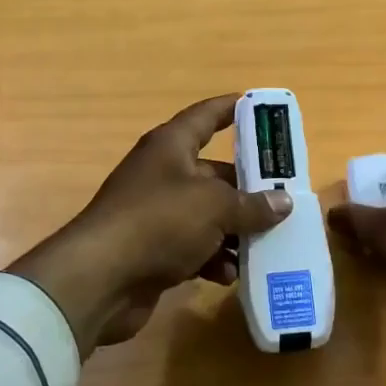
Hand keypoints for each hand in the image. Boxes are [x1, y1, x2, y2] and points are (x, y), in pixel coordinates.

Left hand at [8, 94, 293, 357]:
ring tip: (265, 245)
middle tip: (285, 200)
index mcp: (171, 146)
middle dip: (248, 190)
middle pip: (215, 174)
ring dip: (235, 231)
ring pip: (208, 215)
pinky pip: (194, 247)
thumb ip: (252, 205)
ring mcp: (156, 214)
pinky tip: (230, 275)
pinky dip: (213, 259)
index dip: (232, 108)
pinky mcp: (153, 250)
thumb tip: (283, 202)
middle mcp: (163, 174)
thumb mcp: (214, 207)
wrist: (99, 279)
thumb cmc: (159, 222)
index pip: (206, 116)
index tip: (260, 106)